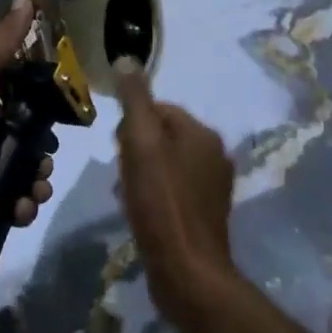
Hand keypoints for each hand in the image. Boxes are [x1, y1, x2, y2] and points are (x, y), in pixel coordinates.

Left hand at [0, 0, 54, 241]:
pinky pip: (19, 203)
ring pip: (29, 173)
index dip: (46, 103)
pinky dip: (26, 205)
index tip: (63, 109)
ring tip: (36, 186)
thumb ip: (1, 39)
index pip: (25, 98)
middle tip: (45, 158)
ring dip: (40, 181)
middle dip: (45, 151)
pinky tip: (21, 205)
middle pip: (32, 140)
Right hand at [114, 61, 235, 330]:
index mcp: (202, 133)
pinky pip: (173, 189)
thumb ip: (135, 99)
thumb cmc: (161, 202)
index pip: (159, 108)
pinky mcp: (206, 215)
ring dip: (143, 172)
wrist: (188, 273)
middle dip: (136, 148)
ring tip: (127, 194)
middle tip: (121, 171)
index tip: (117, 146)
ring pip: (166, 163)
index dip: (131, 123)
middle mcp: (215, 154)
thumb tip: (127, 59)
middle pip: (162, 135)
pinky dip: (154, 194)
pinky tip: (140, 211)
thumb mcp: (141, 142)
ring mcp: (213, 187)